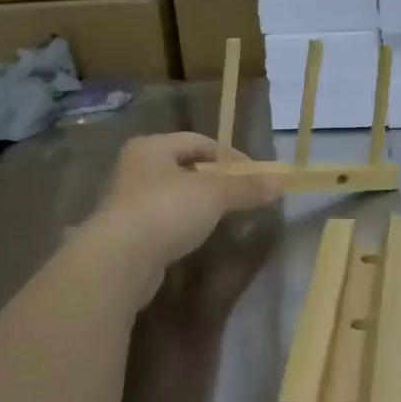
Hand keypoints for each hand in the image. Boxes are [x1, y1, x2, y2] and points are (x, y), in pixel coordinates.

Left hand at [87, 133, 281, 281]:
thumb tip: (281, 182)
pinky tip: (195, 237)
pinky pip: (162, 220)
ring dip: (196, 202)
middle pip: (183, 166)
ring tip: (222, 216)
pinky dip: (181, 224)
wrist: (119, 260)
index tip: (254, 175)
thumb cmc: (166, 210)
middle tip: (240, 194)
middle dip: (213, 179)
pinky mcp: (125, 234)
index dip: (229, 155)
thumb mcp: (214, 194)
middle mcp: (134, 168)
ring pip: (171, 194)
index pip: (198, 141)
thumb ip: (246, 188)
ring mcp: (126, 202)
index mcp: (151, 147)